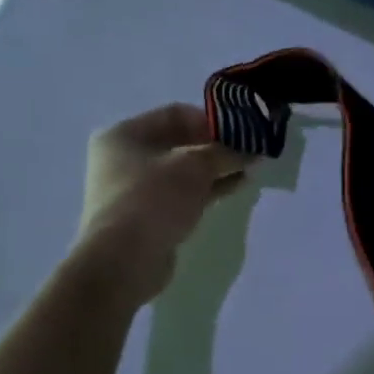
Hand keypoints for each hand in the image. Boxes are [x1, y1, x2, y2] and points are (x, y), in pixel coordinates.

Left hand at [74, 104, 248, 305]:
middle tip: (249, 153)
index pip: (176, 114)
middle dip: (217, 147)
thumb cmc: (154, 199)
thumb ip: (225, 153)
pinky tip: (235, 188)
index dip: (212, 120)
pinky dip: (206, 189)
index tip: (242, 132)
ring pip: (183, 170)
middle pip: (180, 142)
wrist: (123, 260)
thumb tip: (251, 152)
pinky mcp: (147, 214)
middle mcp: (124, 157)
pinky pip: (182, 193)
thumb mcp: (195, 166)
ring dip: (215, 169)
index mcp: (125, 133)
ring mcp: (134, 188)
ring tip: (249, 171)